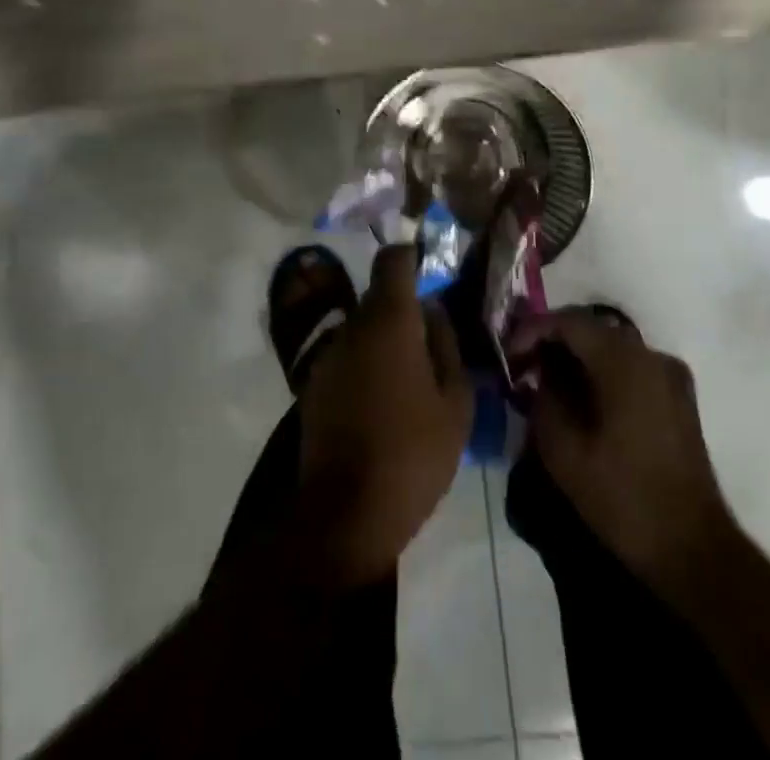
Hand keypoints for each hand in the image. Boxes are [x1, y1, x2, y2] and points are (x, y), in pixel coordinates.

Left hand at [294, 242, 472, 588]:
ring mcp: (328, 355)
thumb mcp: (456, 402)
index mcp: (389, 320)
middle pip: (379, 296)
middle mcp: (352, 326)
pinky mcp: (313, 384)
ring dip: (385, 340)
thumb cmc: (412, 453)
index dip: (411, 257)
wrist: (345, 513)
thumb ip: (447, 345)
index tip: (431, 272)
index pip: (392, 260)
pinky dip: (367, 364)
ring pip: (363, 328)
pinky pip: (348, 356)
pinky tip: (384, 400)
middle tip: (433, 340)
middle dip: (405, 309)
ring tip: (411, 377)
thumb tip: (434, 312)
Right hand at [521, 310, 736, 592]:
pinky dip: (600, 372)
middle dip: (551, 342)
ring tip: (545, 384)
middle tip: (521, 368)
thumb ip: (545, 397)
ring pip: (610, 347)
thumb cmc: (624, 499)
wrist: (694, 551)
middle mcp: (651, 355)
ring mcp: (670, 375)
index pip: (567, 321)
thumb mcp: (564, 451)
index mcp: (624, 361)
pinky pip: (629, 367)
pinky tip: (581, 400)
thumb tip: (541, 372)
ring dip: (575, 358)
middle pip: (590, 328)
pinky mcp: (678, 398)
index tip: (508, 357)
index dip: (531, 331)